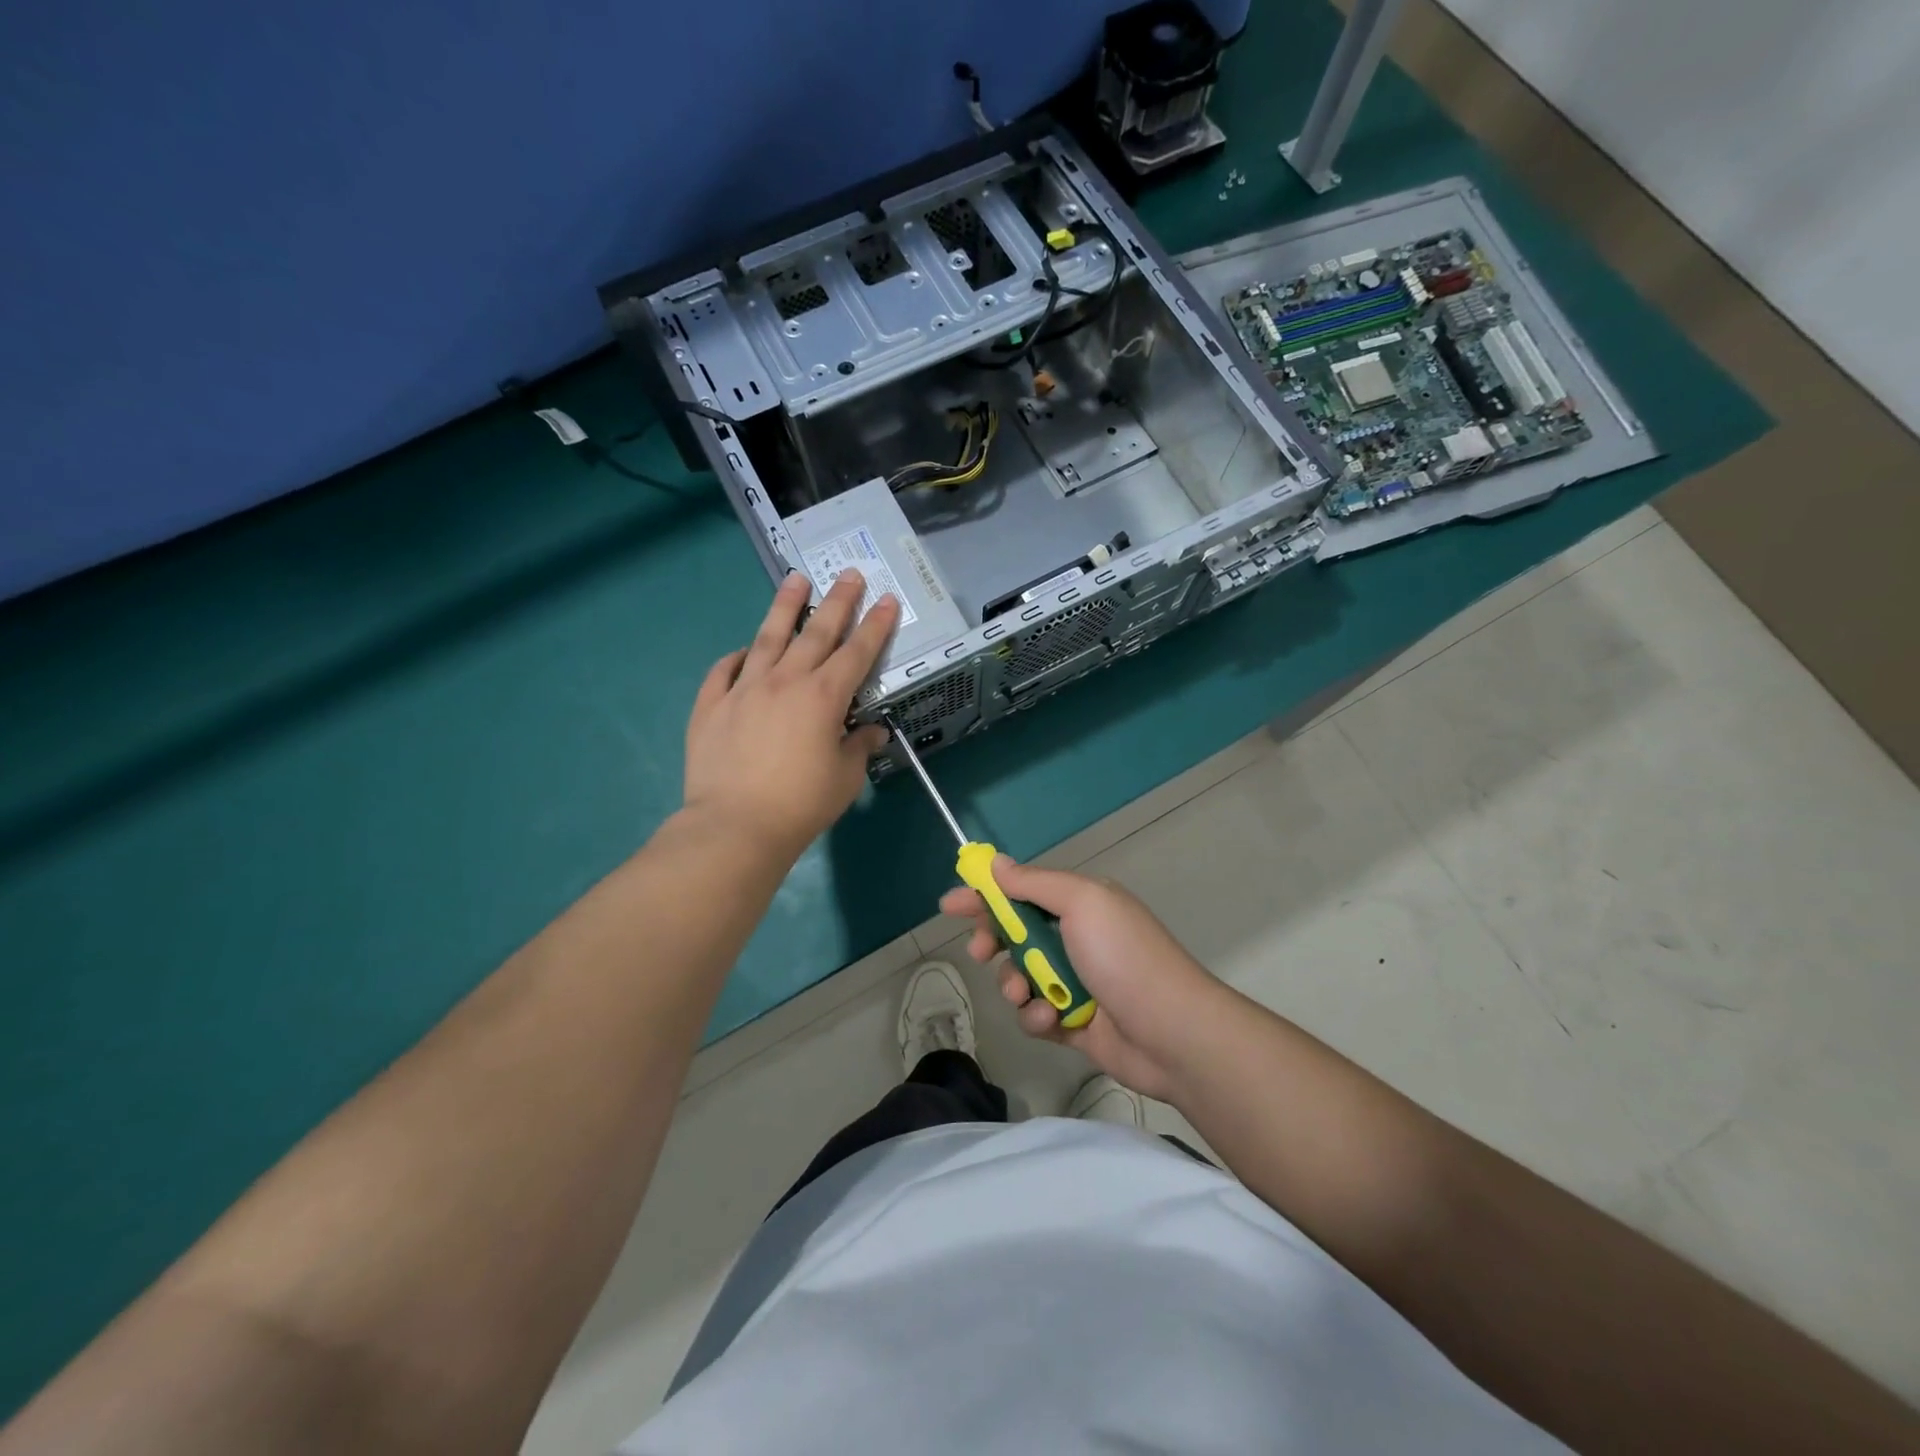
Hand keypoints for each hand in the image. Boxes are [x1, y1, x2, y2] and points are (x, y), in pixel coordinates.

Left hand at [684, 570, 898, 858]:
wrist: (735, 826)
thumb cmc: (801, 804)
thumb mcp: (845, 778)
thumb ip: (859, 746)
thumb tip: (872, 731)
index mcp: (823, 697)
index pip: (857, 652)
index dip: (875, 625)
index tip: (886, 599)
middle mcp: (785, 681)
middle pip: (815, 632)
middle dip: (837, 601)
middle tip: (849, 575)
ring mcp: (743, 689)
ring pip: (767, 637)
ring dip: (784, 607)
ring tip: (795, 580)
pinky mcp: (711, 705)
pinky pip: (723, 671)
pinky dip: (735, 657)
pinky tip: (742, 650)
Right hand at [940, 858, 1228, 1101]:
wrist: (1173, 1033)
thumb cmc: (1123, 957)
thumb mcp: (1081, 903)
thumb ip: (1034, 884)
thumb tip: (998, 863)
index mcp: (1080, 904)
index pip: (1020, 892)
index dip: (983, 896)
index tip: (949, 905)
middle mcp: (1076, 938)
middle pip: (1015, 935)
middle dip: (994, 943)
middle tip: (981, 953)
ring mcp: (1075, 983)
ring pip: (1020, 977)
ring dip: (1015, 984)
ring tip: (1025, 993)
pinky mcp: (1074, 1023)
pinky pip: (1036, 1015)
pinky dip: (1037, 1017)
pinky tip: (1051, 1021)